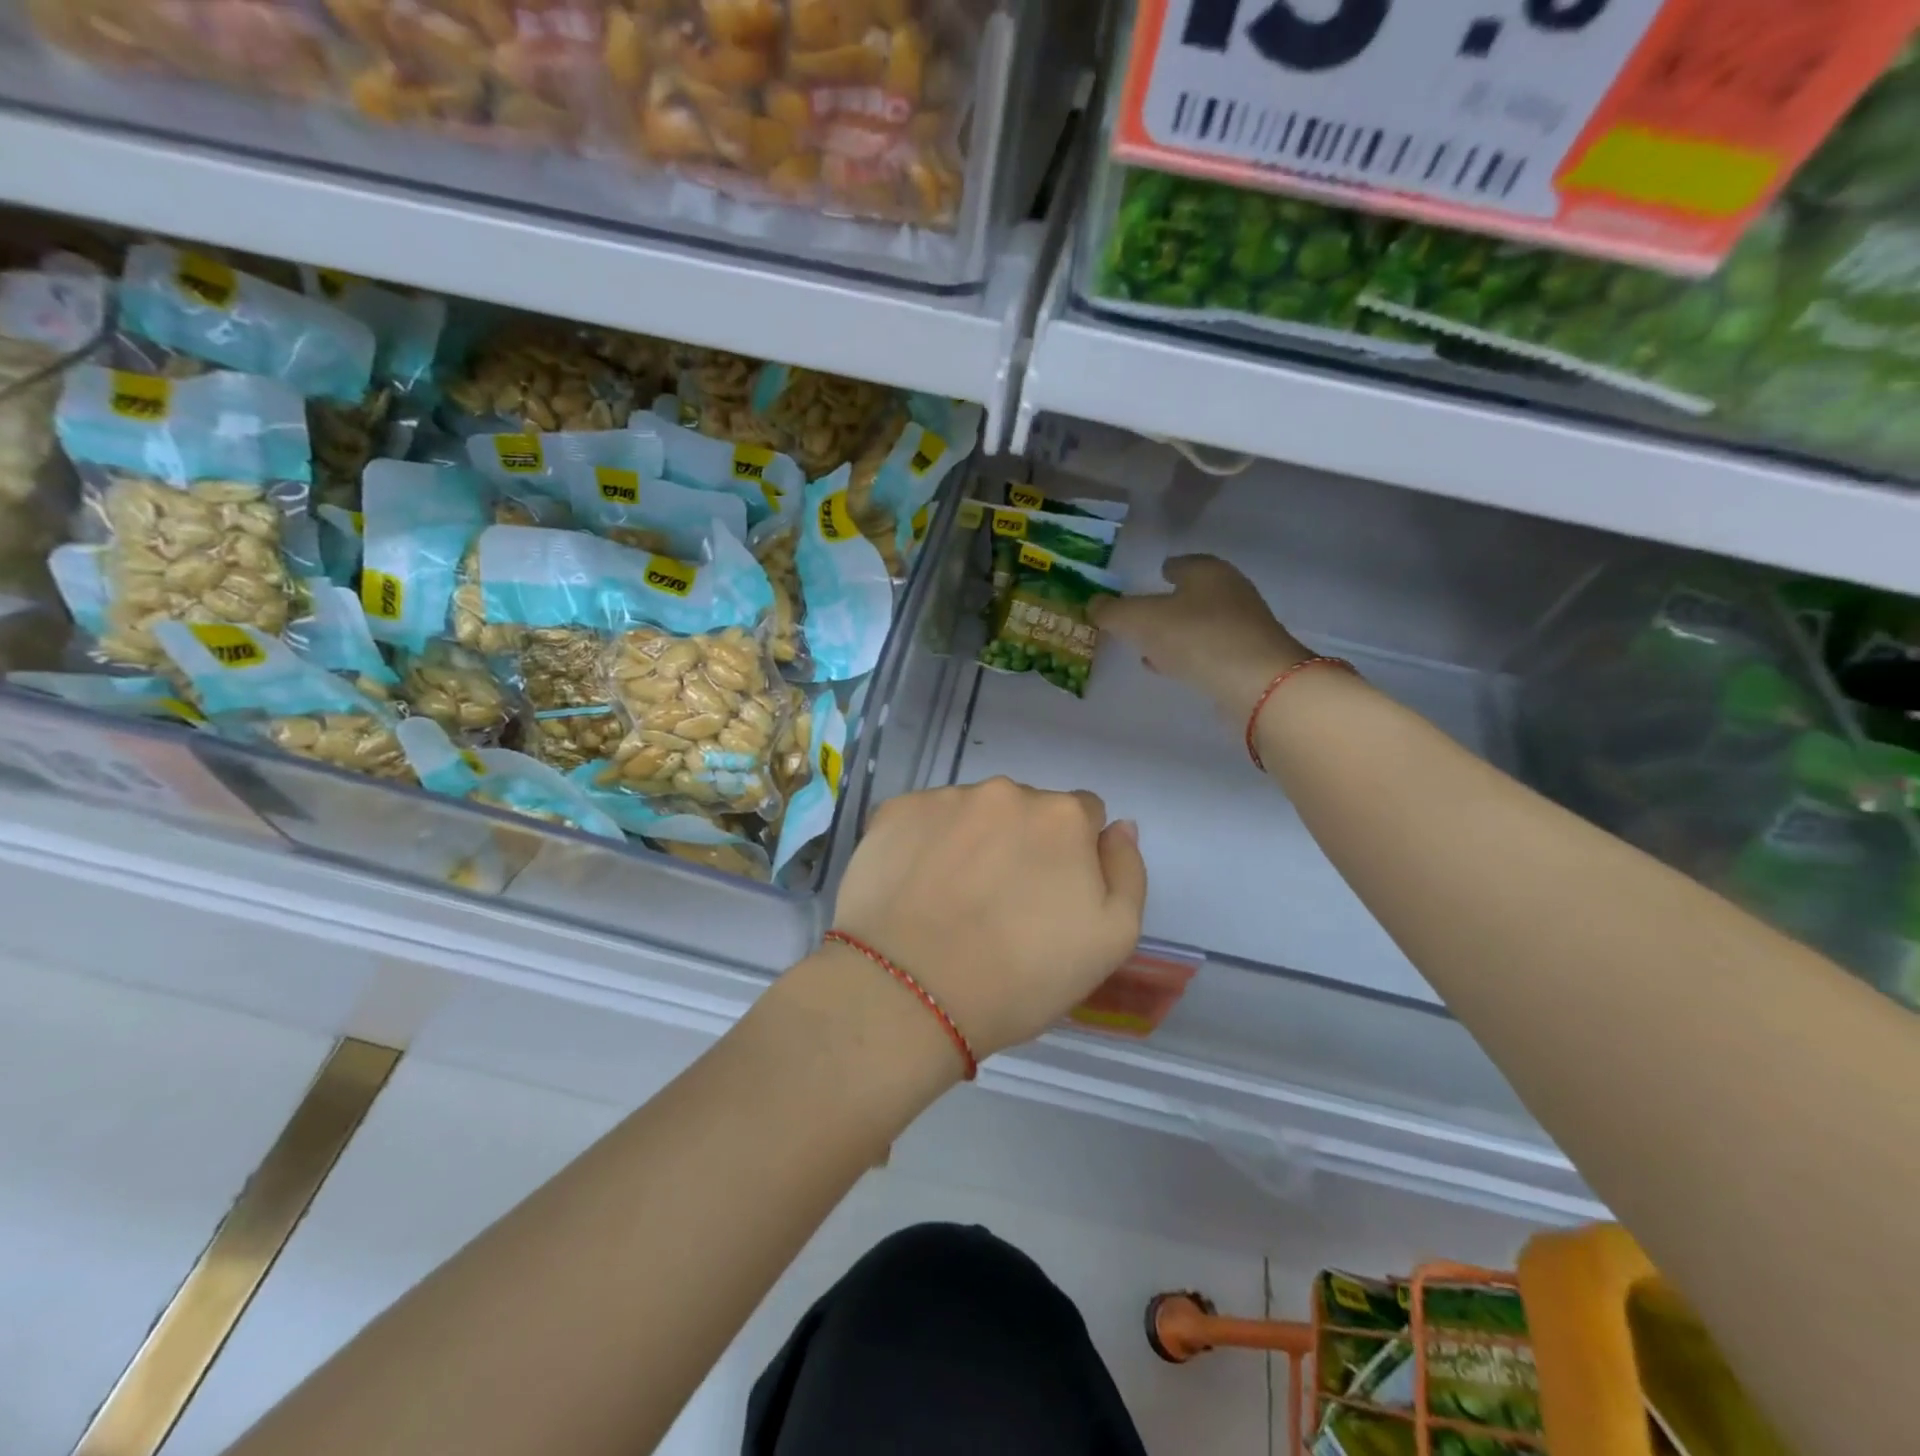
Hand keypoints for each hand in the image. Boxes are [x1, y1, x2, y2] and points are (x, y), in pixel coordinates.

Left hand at [832, 779, 1147, 1061]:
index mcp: (1063, 816)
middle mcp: (1005, 792)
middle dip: (1022, 843)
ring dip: (972, 841)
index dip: (1072, 855)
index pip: (1083, 815)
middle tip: (1001, 903)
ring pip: (972, 812)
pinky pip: (923, 820)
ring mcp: (945, 798)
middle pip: (1026, 810)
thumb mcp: (1111, 940)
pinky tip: (915, 888)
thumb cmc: (1021, 976)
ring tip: (953, 899)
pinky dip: (925, 844)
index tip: (1050, 897)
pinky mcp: (895, 812)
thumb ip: (1127, 872)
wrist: (910, 993)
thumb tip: (1119, 827)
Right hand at [1091, 555, 1307, 721]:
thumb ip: (1113, 611)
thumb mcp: (1141, 620)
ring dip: (1177, 633)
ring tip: (1149, 647)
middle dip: (1168, 604)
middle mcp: (1230, 592)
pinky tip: (1171, 667)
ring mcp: (1243, 627)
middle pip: (1192, 594)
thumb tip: (1092, 603)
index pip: (1181, 563)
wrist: (1257, 683)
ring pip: (1200, 624)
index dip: (1162, 570)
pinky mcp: (1247, 660)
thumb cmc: (1196, 636)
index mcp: (1207, 571)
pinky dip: (1189, 655)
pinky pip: (1209, 651)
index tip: (1148, 579)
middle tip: (1141, 616)